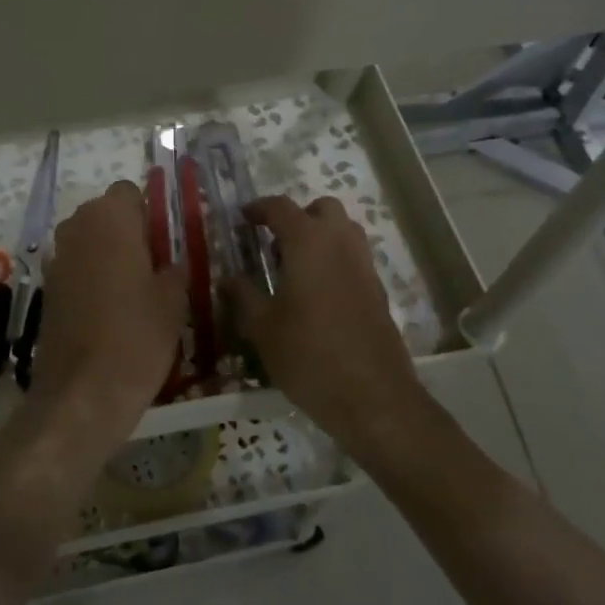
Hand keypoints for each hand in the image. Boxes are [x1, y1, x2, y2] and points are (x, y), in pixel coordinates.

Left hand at [31, 180, 186, 464]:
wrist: (83, 393)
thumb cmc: (137, 336)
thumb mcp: (174, 300)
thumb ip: (174, 268)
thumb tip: (171, 263)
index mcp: (110, 218)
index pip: (130, 191)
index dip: (149, 213)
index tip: (165, 243)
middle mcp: (77, 227)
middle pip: (106, 214)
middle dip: (128, 233)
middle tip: (154, 268)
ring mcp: (57, 258)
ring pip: (89, 241)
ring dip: (109, 255)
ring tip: (134, 293)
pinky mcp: (47, 288)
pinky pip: (76, 267)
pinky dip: (92, 278)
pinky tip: (110, 312)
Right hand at [230, 194, 428, 465]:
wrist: (372, 397)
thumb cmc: (308, 355)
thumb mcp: (262, 327)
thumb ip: (242, 295)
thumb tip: (227, 278)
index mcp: (308, 242)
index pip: (281, 208)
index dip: (259, 208)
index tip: (243, 218)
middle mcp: (340, 243)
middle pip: (323, 208)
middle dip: (299, 216)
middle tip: (275, 241)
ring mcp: (364, 266)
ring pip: (344, 230)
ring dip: (321, 236)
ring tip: (295, 266)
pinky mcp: (378, 290)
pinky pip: (354, 258)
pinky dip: (335, 260)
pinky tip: (317, 294)